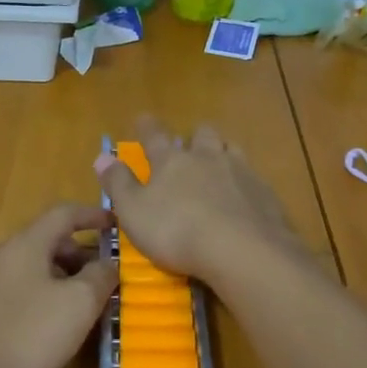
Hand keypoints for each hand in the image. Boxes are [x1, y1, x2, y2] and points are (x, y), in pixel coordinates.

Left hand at [0, 204, 117, 367]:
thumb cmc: (30, 338)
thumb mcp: (79, 304)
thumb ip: (100, 275)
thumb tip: (108, 263)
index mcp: (23, 245)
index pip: (63, 214)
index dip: (93, 215)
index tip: (116, 226)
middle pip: (46, 242)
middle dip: (79, 255)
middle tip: (104, 279)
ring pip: (30, 270)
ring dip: (60, 280)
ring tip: (81, 309)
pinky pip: (14, 294)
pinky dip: (39, 299)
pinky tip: (48, 330)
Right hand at [95, 118, 298, 281]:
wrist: (241, 249)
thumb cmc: (176, 231)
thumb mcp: (134, 211)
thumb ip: (118, 183)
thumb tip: (102, 156)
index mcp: (172, 161)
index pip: (155, 135)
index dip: (147, 127)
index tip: (142, 118)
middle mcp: (207, 157)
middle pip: (202, 134)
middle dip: (195, 137)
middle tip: (190, 146)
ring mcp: (240, 171)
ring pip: (231, 149)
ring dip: (223, 152)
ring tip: (219, 164)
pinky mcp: (264, 192)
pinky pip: (253, 177)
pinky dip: (245, 182)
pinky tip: (244, 197)